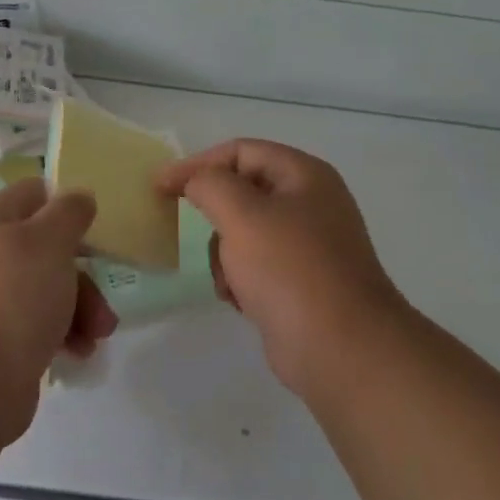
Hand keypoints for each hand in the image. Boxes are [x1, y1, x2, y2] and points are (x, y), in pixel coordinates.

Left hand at [0, 179, 117, 441]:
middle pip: (47, 248)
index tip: (96, 226)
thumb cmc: (11, 299)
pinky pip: (39, 327)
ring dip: (81, 308)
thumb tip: (78, 197)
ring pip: (48, 290)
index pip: (33, 194)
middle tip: (103, 298)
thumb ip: (69, 213)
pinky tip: (78, 353)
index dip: (66, 203)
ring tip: (97, 336)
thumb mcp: (49, 242)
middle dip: (83, 273)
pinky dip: (63, 335)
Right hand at [158, 139, 409, 392]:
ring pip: (244, 232)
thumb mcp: (242, 214)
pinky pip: (255, 266)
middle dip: (214, 214)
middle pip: (242, 191)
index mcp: (304, 175)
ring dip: (223, 253)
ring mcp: (307, 245)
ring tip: (226, 278)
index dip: (197, 163)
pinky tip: (239, 300)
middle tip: (183, 229)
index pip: (241, 151)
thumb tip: (193, 181)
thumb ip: (209, 184)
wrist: (340, 348)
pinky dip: (239, 278)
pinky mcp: (299, 282)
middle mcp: (309, 203)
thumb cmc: (290, 269)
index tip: (159, 186)